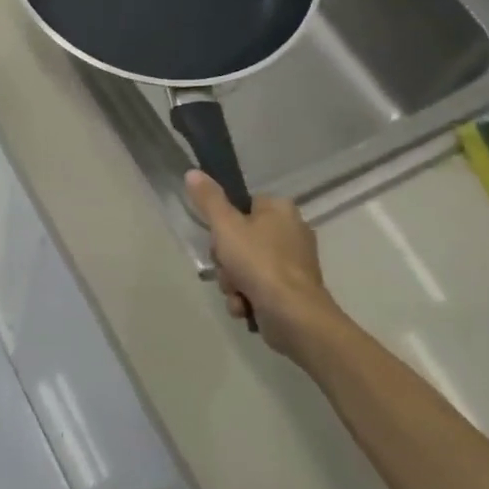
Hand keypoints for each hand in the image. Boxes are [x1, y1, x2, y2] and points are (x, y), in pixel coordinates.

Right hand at [185, 171, 344, 360]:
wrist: (294, 316)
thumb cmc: (259, 263)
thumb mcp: (225, 226)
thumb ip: (208, 199)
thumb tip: (193, 172)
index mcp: (280, 210)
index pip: (243, 205)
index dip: (224, 223)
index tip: (218, 238)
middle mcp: (291, 232)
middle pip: (240, 238)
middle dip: (226, 260)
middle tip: (226, 267)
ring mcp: (294, 263)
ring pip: (245, 265)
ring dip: (232, 281)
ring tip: (237, 292)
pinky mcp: (292, 290)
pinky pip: (258, 287)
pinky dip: (247, 297)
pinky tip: (245, 306)